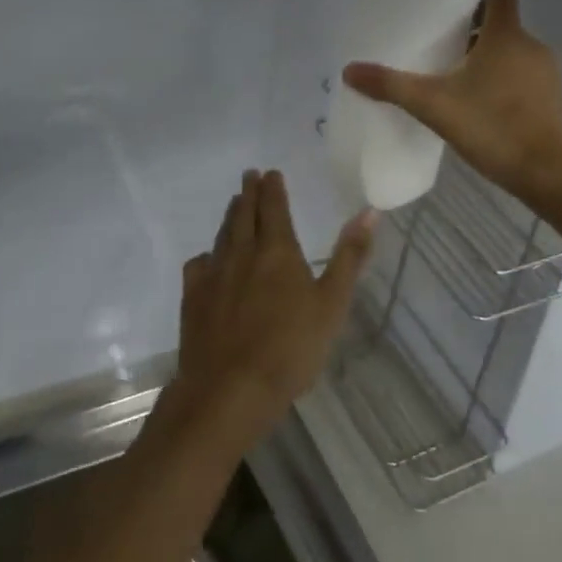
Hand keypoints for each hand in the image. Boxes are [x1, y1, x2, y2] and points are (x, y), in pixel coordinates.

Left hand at [161, 170, 375, 453]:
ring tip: (235, 205)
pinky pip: (199, 265)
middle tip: (249, 176)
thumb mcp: (332, 303)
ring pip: (222, 235)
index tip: (270, 172)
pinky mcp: (193, 298)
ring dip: (230, 217)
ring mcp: (213, 275)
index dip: (273, 188)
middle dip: (249, 193)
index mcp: (277, 250)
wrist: (229, 389)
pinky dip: (208, 255)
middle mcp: (242, 253)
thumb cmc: (290, 348)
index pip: (273, 208)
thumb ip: (350, 256)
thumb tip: (368, 212)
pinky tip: (209, 260)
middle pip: (244, 214)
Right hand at [343, 0, 561, 205]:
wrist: (547, 174)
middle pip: (503, 29)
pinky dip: (508, 86)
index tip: (450, 25)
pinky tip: (486, 112)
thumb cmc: (491, 127)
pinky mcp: (556, 101)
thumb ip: (391, 85)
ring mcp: (550, 75)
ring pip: (516, 56)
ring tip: (461, 87)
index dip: (475, 6)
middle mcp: (532, 47)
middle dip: (475, 39)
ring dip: (492, 64)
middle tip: (444, 59)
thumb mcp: (433, 105)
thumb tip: (349, 70)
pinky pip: (528, 80)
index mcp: (506, 37)